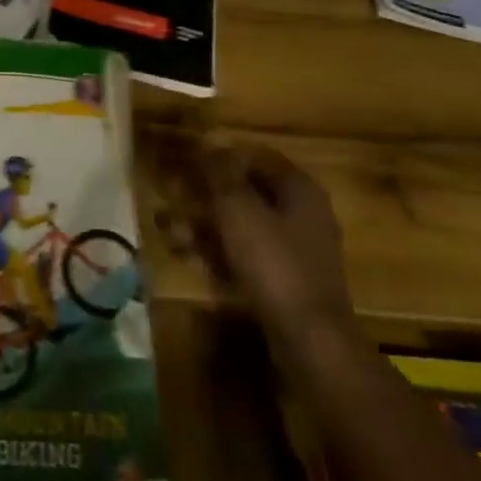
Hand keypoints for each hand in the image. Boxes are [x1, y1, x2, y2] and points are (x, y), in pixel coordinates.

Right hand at [139, 123, 350, 336]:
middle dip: (205, 196)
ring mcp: (294, 249)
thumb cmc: (272, 261)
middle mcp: (301, 213)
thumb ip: (219, 173)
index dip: (219, 155)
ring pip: (241, 225)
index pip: (255, 156)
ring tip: (172, 235)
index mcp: (298, 189)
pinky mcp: (284, 279)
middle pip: (246, 192)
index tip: (186, 162)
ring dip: (204, 226)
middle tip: (172, 199)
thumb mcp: (237, 209)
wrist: (308, 337)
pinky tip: (190, 259)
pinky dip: (218, 254)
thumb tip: (207, 143)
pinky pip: (246, 254)